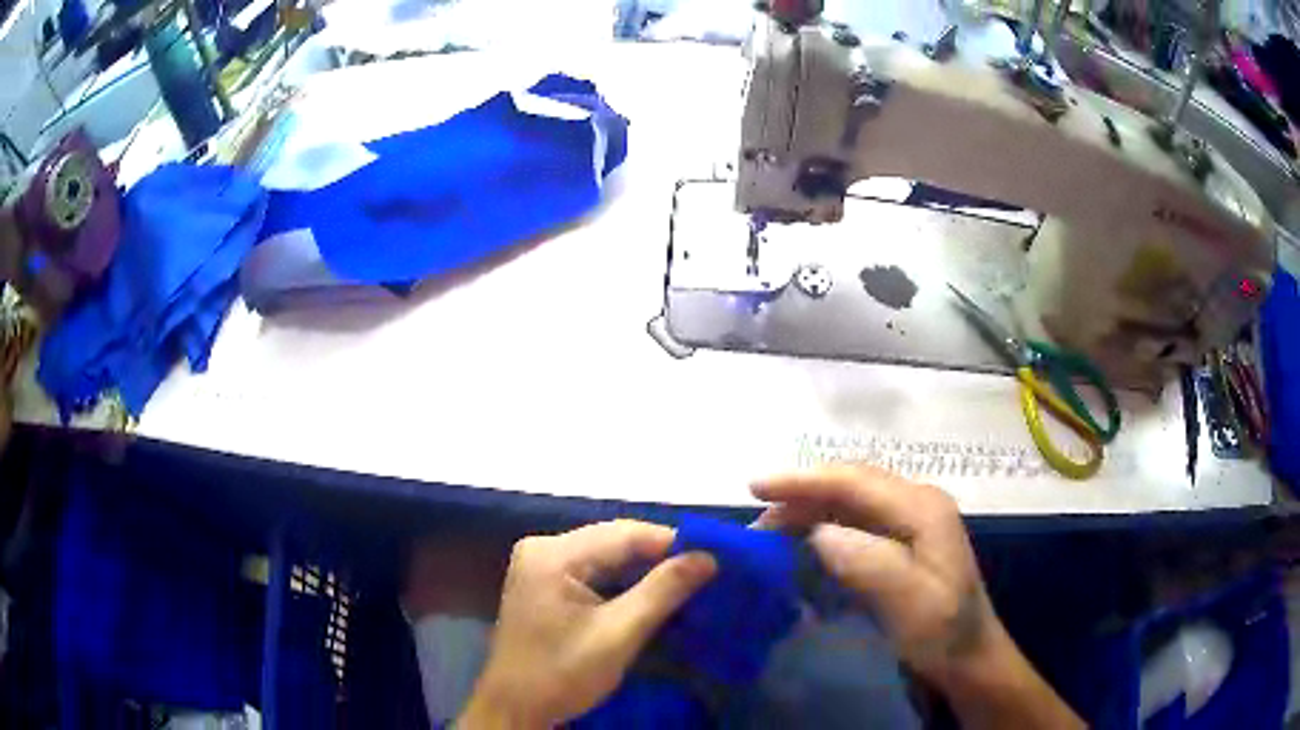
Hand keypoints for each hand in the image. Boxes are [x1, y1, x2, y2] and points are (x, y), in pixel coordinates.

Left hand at [458, 520, 716, 727]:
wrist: (515, 707)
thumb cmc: (562, 673)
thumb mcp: (618, 634)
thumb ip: (662, 592)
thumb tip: (708, 557)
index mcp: (553, 554)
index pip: (624, 533)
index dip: (672, 542)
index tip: (715, 557)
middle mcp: (543, 548)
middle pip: (613, 541)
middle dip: (659, 556)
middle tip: (706, 571)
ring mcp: (540, 565)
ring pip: (605, 556)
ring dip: (644, 570)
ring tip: (688, 581)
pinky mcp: (544, 584)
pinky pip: (593, 571)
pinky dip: (623, 582)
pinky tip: (651, 594)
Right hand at [752, 465, 992, 676]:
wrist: (968, 657)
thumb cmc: (942, 632)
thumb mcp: (910, 602)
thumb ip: (868, 562)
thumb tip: (818, 533)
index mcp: (922, 507)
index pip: (853, 480)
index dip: (802, 481)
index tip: (756, 488)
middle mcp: (917, 502)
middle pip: (850, 484)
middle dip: (800, 495)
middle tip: (757, 521)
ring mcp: (912, 519)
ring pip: (849, 500)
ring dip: (809, 510)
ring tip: (771, 532)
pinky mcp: (904, 540)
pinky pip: (855, 521)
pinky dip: (823, 526)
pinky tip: (804, 543)